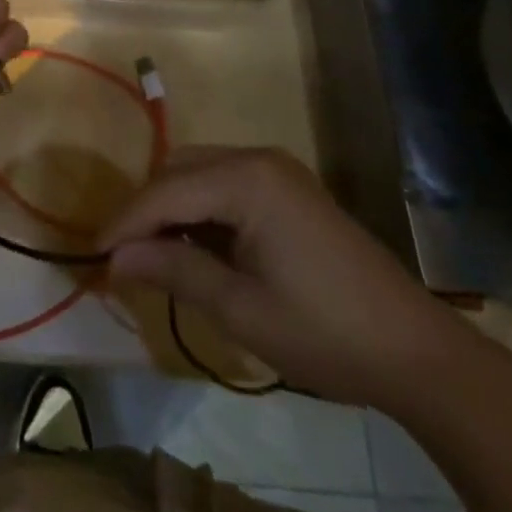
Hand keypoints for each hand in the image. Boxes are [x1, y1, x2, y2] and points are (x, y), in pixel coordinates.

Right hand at [100, 146, 493, 409]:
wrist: (419, 352)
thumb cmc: (326, 332)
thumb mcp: (241, 309)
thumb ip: (174, 272)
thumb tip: (115, 259)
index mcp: (247, 179)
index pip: (165, 192)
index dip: (124, 223)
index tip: (92, 254)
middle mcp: (258, 159)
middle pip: (178, 171)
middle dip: (146, 211)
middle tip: (122, 257)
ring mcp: (277, 171)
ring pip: (198, 173)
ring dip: (171, 209)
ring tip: (152, 255)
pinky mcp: (288, 189)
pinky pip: (225, 185)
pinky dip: (200, 211)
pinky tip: (195, 247)